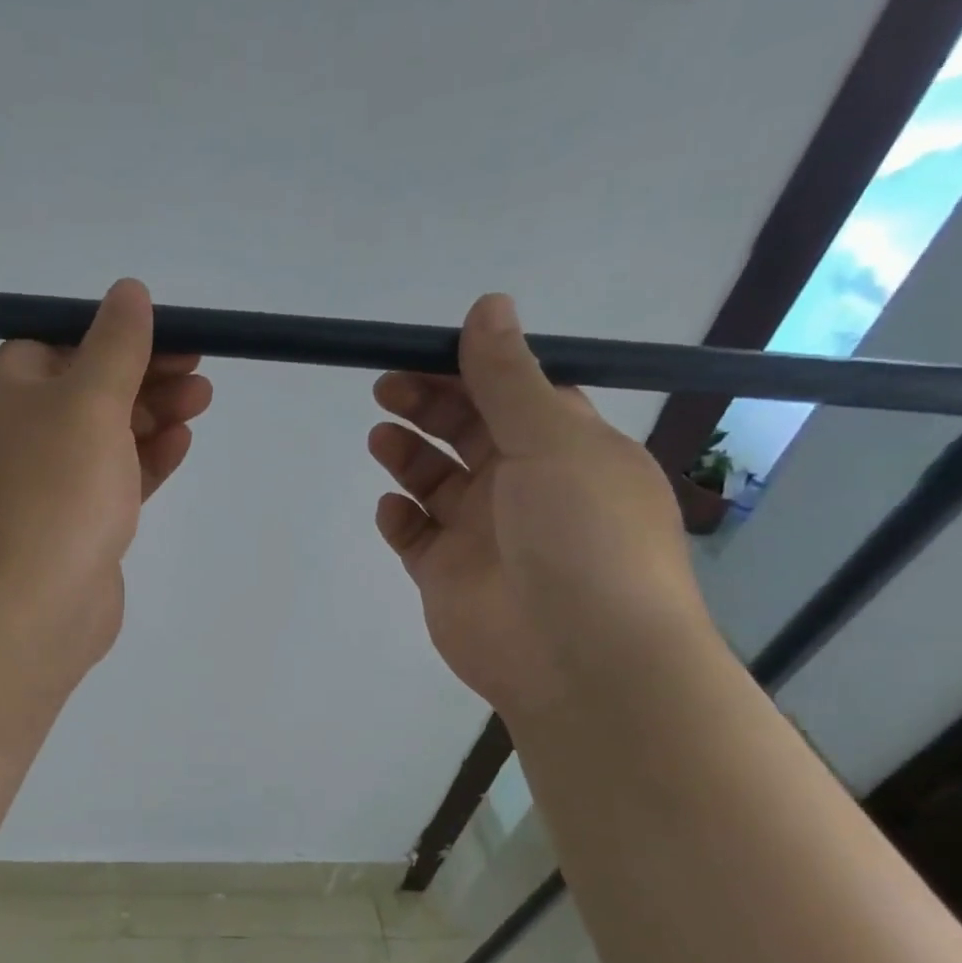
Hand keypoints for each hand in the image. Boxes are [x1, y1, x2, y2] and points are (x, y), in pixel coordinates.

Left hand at [0, 278, 212, 674]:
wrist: (28, 609)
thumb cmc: (55, 491)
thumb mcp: (89, 401)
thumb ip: (115, 346)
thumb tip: (128, 292)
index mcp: (9, 392)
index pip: (60, 342)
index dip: (114, 335)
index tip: (169, 335)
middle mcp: (22, 434)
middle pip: (89, 388)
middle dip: (145, 375)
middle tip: (199, 372)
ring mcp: (49, 484)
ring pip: (106, 436)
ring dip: (153, 415)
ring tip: (202, 402)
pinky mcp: (76, 526)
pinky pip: (114, 480)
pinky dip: (146, 460)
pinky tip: (181, 445)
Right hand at [368, 293, 708, 723]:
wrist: (577, 657)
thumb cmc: (580, 536)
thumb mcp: (552, 441)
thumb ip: (508, 378)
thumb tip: (488, 305)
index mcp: (567, 448)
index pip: (514, 393)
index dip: (470, 369)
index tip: (423, 352)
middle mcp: (526, 486)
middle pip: (468, 432)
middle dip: (428, 406)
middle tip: (387, 389)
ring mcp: (483, 533)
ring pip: (436, 481)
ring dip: (408, 456)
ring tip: (380, 439)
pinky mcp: (446, 575)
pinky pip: (415, 535)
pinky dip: (400, 518)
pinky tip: (393, 510)